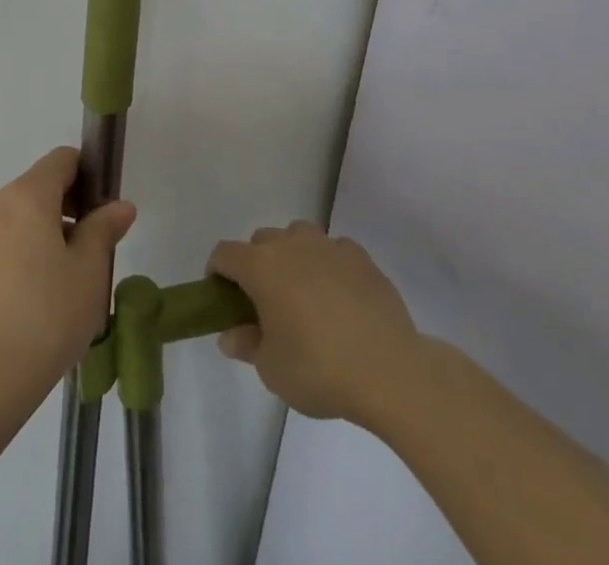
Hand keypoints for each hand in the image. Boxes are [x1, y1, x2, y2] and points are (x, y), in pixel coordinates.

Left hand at [0, 148, 135, 395]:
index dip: (87, 174)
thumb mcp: (89, 271)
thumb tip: (119, 205)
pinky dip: (20, 256)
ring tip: (64, 284)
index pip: (61, 160)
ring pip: (18, 219)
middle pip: (38, 188)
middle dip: (68, 209)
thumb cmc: (47, 315)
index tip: (103, 210)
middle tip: (91, 253)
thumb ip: (104, 230)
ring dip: (44, 234)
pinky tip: (33, 302)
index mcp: (27, 196)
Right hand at [208, 221, 419, 424]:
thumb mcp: (272, 370)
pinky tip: (341, 298)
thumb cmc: (319, 369)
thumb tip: (231, 335)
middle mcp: (291, 244)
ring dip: (293, 257)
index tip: (222, 299)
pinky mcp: (361, 258)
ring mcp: (328, 246)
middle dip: (256, 265)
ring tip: (304, 295)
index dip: (217, 273)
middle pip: (262, 241)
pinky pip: (334, 251)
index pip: (225, 254)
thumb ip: (247, 345)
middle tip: (266, 304)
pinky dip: (330, 266)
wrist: (390, 371)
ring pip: (299, 237)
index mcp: (261, 266)